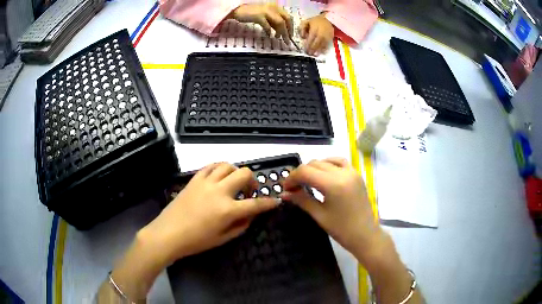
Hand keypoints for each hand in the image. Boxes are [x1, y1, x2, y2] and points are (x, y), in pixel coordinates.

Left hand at [143, 163, 279, 263]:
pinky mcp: (194, 179)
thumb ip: (241, 226)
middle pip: (244, 174)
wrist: (168, 233)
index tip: (275, 201)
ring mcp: (206, 183)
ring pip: (228, 165)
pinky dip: (219, 168)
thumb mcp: (222, 239)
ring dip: (236, 172)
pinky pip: (210, 166)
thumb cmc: (196, 241)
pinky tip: (219, 177)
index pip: (256, 204)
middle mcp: (219, 191)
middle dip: (253, 182)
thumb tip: (250, 215)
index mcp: (228, 210)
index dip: (269, 203)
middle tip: (249, 192)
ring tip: (233, 183)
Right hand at [231, 3, 292, 43]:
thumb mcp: (266, 16)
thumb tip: (281, 31)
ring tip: (279, 38)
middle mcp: (273, 8)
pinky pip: (267, 25)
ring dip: (281, 32)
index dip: (291, 27)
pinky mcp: (259, 16)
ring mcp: (266, 11)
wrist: (238, 10)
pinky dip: (269, 31)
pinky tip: (269, 35)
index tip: (290, 35)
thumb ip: (273, 22)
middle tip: (288, 39)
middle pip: (286, 19)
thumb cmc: (251, 14)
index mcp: (276, 7)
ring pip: (279, 22)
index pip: (288, 17)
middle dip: (288, 30)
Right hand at [281, 158, 385, 262]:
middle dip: (300, 174)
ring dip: (313, 168)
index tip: (285, 189)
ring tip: (306, 182)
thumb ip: (301, 200)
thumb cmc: (341, 229)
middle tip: (293, 188)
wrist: (365, 235)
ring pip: (326, 161)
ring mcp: (351, 172)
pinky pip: (339, 162)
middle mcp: (343, 173)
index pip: (305, 172)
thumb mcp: (319, 215)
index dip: (292, 178)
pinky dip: (328, 164)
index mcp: (333, 184)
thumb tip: (283, 194)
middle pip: (314, 164)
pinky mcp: (356, 175)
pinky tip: (323, 173)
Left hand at [299, 13, 333, 55]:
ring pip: (322, 45)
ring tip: (314, 55)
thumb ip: (302, 28)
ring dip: (318, 51)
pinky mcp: (330, 39)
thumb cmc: (315, 21)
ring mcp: (327, 36)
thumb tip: (302, 37)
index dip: (308, 45)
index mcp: (314, 29)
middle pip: (316, 43)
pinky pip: (327, 45)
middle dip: (312, 49)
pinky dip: (324, 49)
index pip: (311, 38)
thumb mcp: (306, 22)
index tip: (305, 49)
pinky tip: (321, 53)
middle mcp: (321, 33)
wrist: (328, 19)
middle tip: (309, 53)